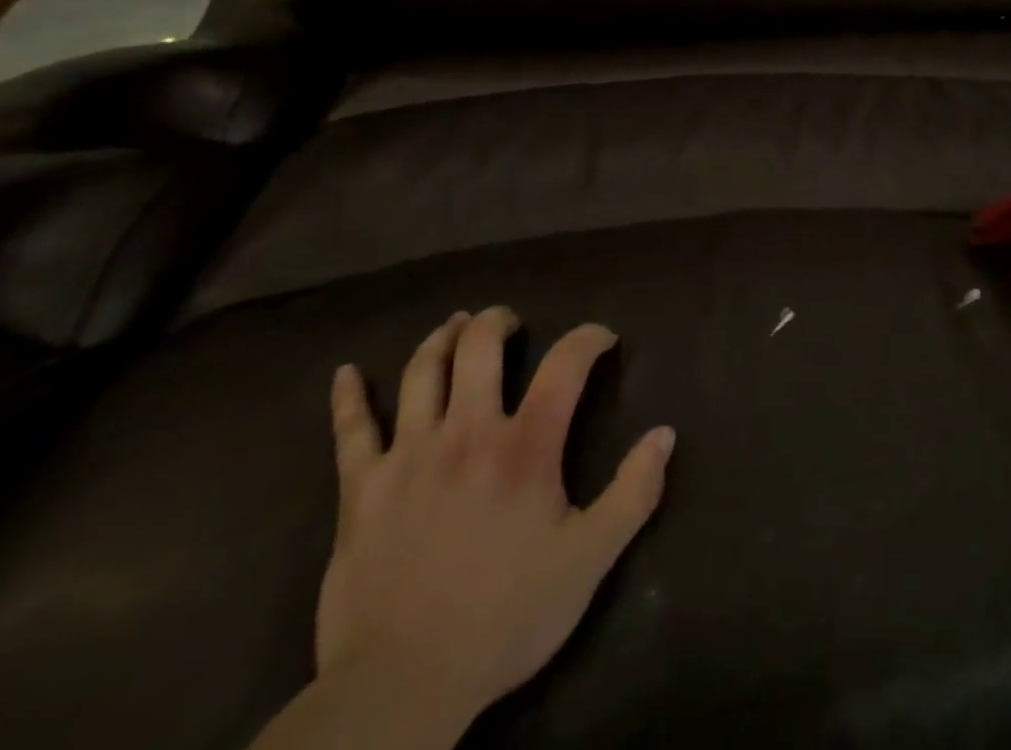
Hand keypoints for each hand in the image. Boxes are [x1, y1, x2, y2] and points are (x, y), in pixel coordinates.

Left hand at [314, 309, 674, 735]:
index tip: (602, 339)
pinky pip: (350, 431)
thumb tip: (665, 434)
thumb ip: (633, 493)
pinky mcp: (360, 489)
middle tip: (510, 323)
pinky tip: (345, 373)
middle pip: (479, 346)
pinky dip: (348, 397)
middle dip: (498, 322)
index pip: (565, 364)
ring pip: (420, 371)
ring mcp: (407, 456)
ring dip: (441, 339)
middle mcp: (466, 432)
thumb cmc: (505, 618)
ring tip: (455, 326)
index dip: (588, 338)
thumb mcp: (589, 561)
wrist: (401, 688)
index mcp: (524, 446)